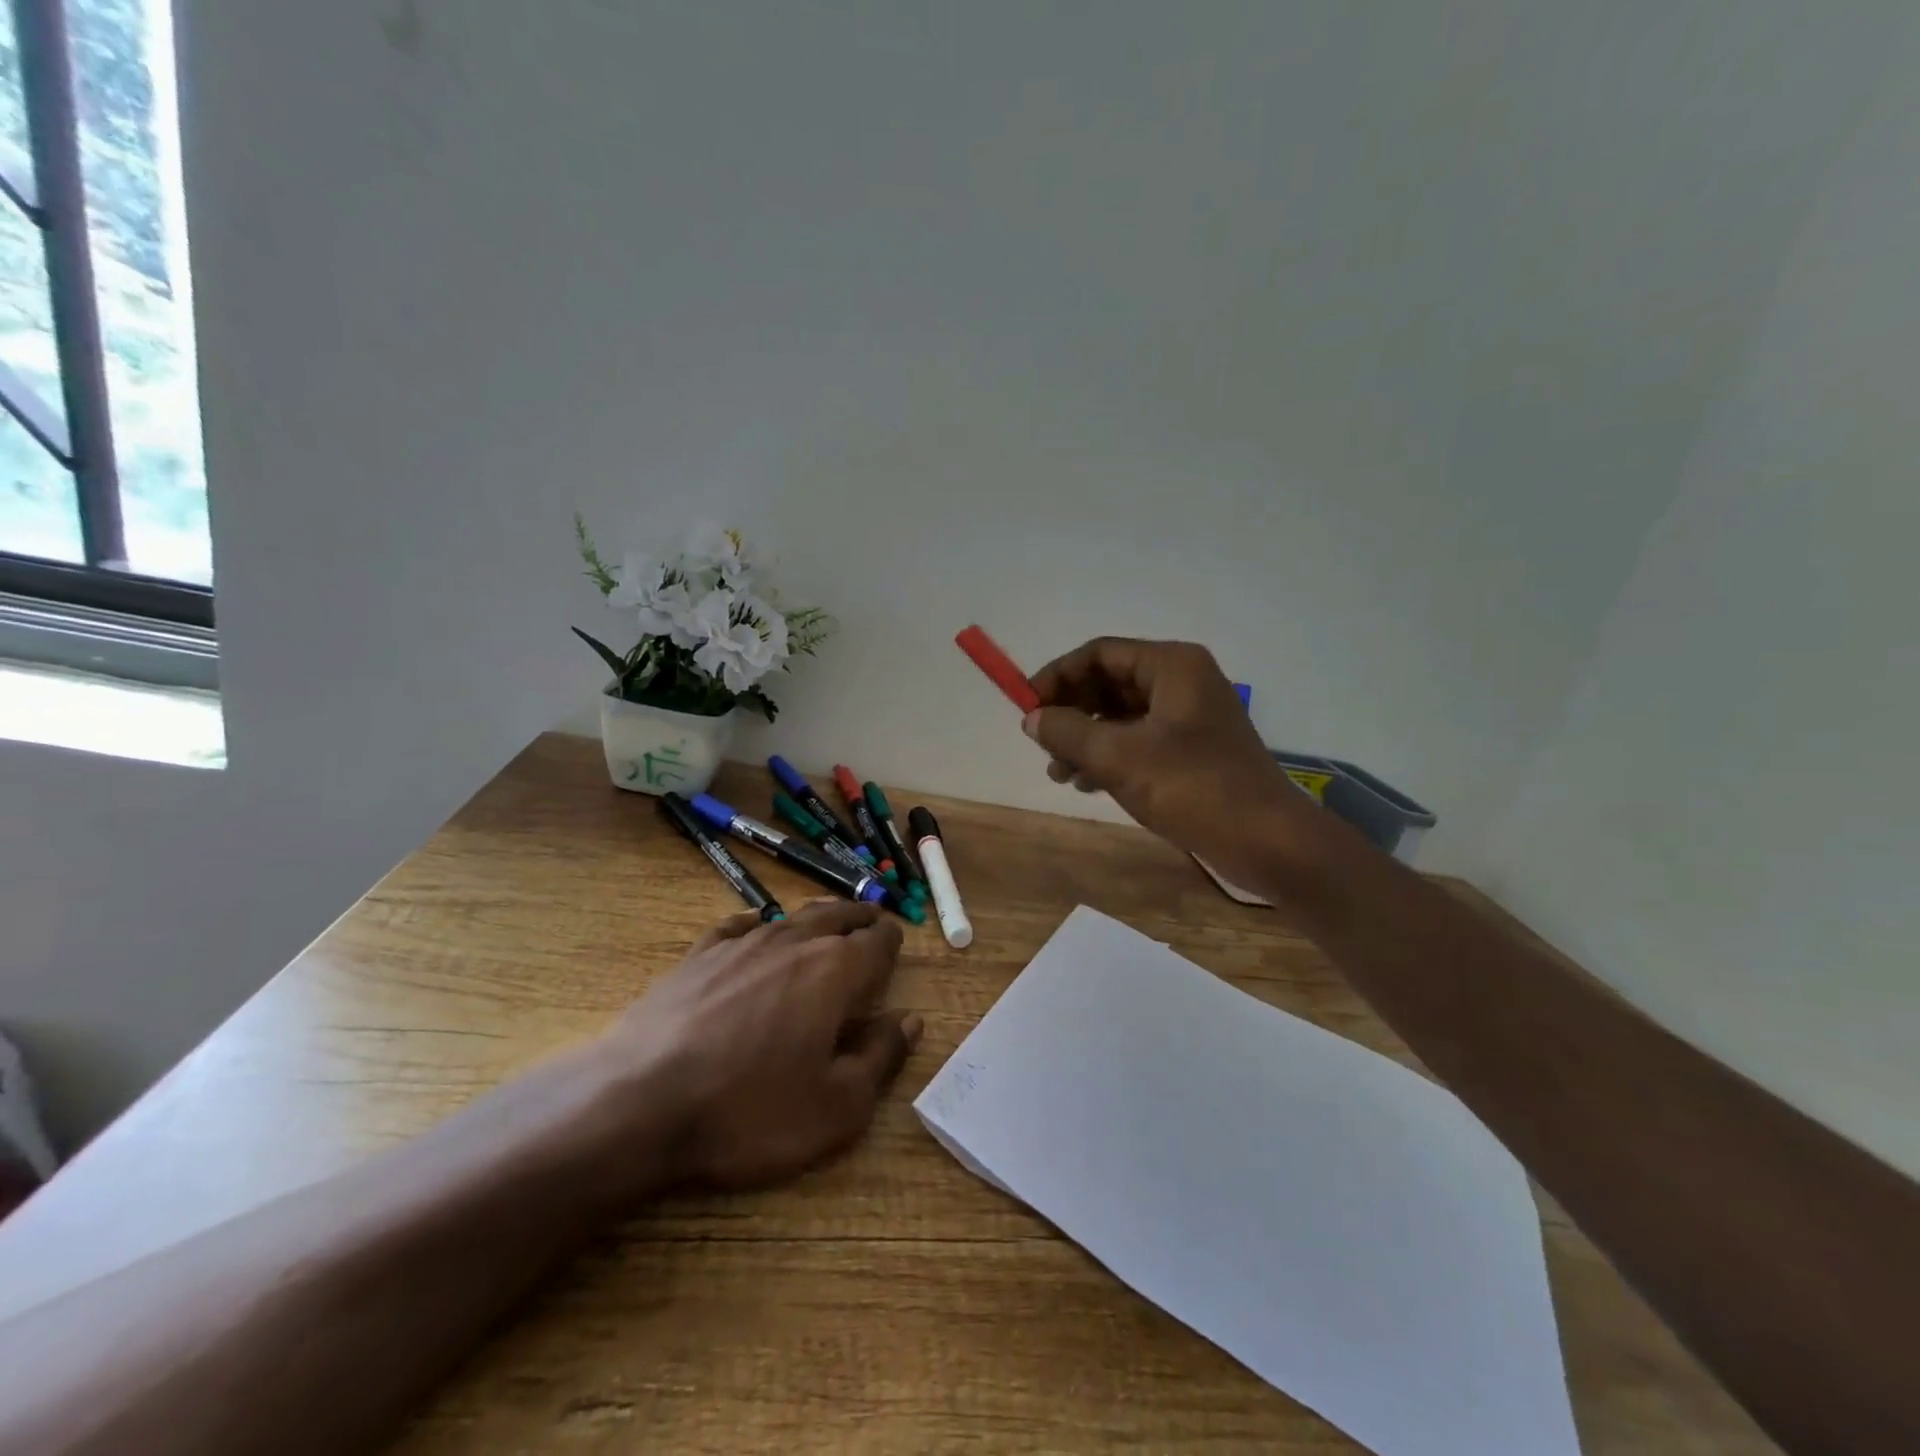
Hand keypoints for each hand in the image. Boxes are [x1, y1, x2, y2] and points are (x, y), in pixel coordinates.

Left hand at [599, 901, 920, 1191]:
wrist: (639, 1102)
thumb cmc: (749, 1111)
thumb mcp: (836, 1107)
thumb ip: (881, 1058)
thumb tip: (909, 1021)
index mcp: (834, 972)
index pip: (876, 940)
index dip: (890, 940)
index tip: (896, 942)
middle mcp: (793, 943)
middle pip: (836, 916)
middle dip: (859, 918)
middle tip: (871, 921)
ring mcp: (741, 944)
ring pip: (791, 917)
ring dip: (816, 918)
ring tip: (825, 921)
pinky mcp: (698, 955)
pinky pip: (738, 926)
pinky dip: (757, 925)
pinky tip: (755, 929)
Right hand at [1024, 637, 1318, 882]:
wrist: (1266, 841)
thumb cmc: (1192, 788)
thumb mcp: (1119, 757)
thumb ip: (1068, 731)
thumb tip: (1031, 717)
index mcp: (1171, 665)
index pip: (1098, 654)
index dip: (1056, 677)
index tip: (1026, 708)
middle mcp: (1181, 681)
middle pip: (1108, 682)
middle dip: (1070, 712)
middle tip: (1042, 746)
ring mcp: (1189, 716)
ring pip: (1120, 715)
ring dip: (1085, 739)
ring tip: (1059, 773)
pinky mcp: (1192, 749)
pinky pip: (1138, 739)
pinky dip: (1109, 756)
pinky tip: (1086, 783)